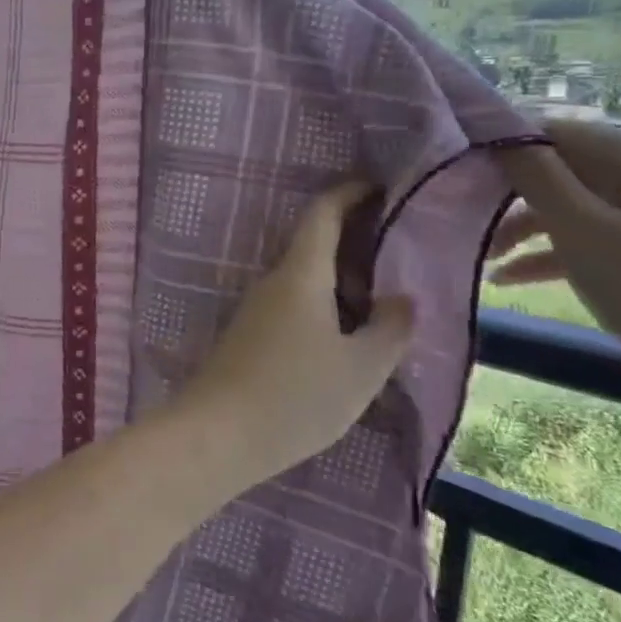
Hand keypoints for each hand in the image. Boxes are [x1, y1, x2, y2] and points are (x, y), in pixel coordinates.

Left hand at [183, 181, 415, 479]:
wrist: (218, 433)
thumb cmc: (296, 395)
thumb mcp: (361, 367)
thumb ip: (390, 328)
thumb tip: (400, 298)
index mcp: (299, 274)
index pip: (322, 214)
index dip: (349, 194)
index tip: (378, 187)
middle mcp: (272, 282)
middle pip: (314, 246)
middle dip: (356, 246)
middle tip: (402, 261)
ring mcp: (255, 309)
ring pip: (305, 280)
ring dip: (342, 283)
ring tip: (385, 307)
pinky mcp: (249, 335)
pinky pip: (293, 306)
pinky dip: (324, 308)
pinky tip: (347, 339)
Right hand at [490, 121, 620, 423]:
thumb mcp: (583, 231)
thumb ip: (537, 178)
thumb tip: (498, 136)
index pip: (561, 133)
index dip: (509, 145)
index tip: (459, 168)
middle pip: (563, 173)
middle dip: (510, 196)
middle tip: (462, 217)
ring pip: (568, 211)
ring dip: (522, 230)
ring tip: (481, 257)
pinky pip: (585, 243)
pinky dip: (546, 257)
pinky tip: (507, 280)